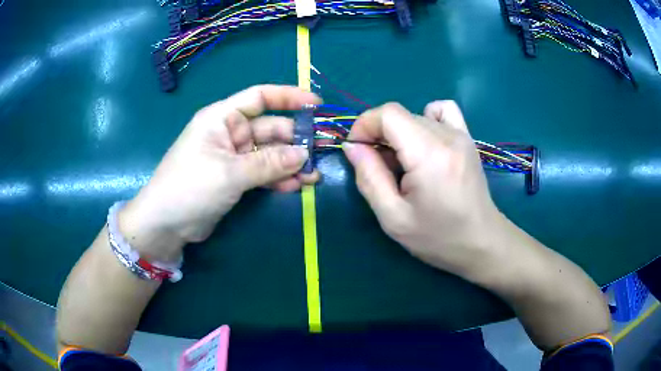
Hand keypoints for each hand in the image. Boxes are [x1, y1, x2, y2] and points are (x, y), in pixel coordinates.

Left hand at [119, 85, 320, 260]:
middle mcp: (229, 133)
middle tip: (320, 154)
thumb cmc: (190, 187)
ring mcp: (233, 157)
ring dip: (290, 163)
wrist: (165, 224)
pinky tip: (296, 186)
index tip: (316, 105)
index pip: (259, 97)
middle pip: (269, 128)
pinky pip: (262, 173)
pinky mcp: (235, 178)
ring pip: (269, 154)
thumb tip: (304, 155)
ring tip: (313, 176)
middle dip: (295, 141)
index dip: (289, 97)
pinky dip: (278, 178)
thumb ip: (268, 163)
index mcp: (222, 118)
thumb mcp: (229, 173)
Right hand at [343, 101, 507, 278]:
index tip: (357, 150)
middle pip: (400, 114)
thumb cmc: (437, 237)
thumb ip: (369, 177)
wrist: (481, 242)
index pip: (388, 114)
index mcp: (428, 154)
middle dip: (378, 134)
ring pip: (416, 115)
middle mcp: (447, 136)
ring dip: (399, 132)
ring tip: (402, 160)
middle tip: (378, 167)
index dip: (365, 125)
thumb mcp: (393, 217)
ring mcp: (461, 134)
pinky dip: (426, 119)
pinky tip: (424, 144)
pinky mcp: (467, 138)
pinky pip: (443, 111)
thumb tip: (353, 146)